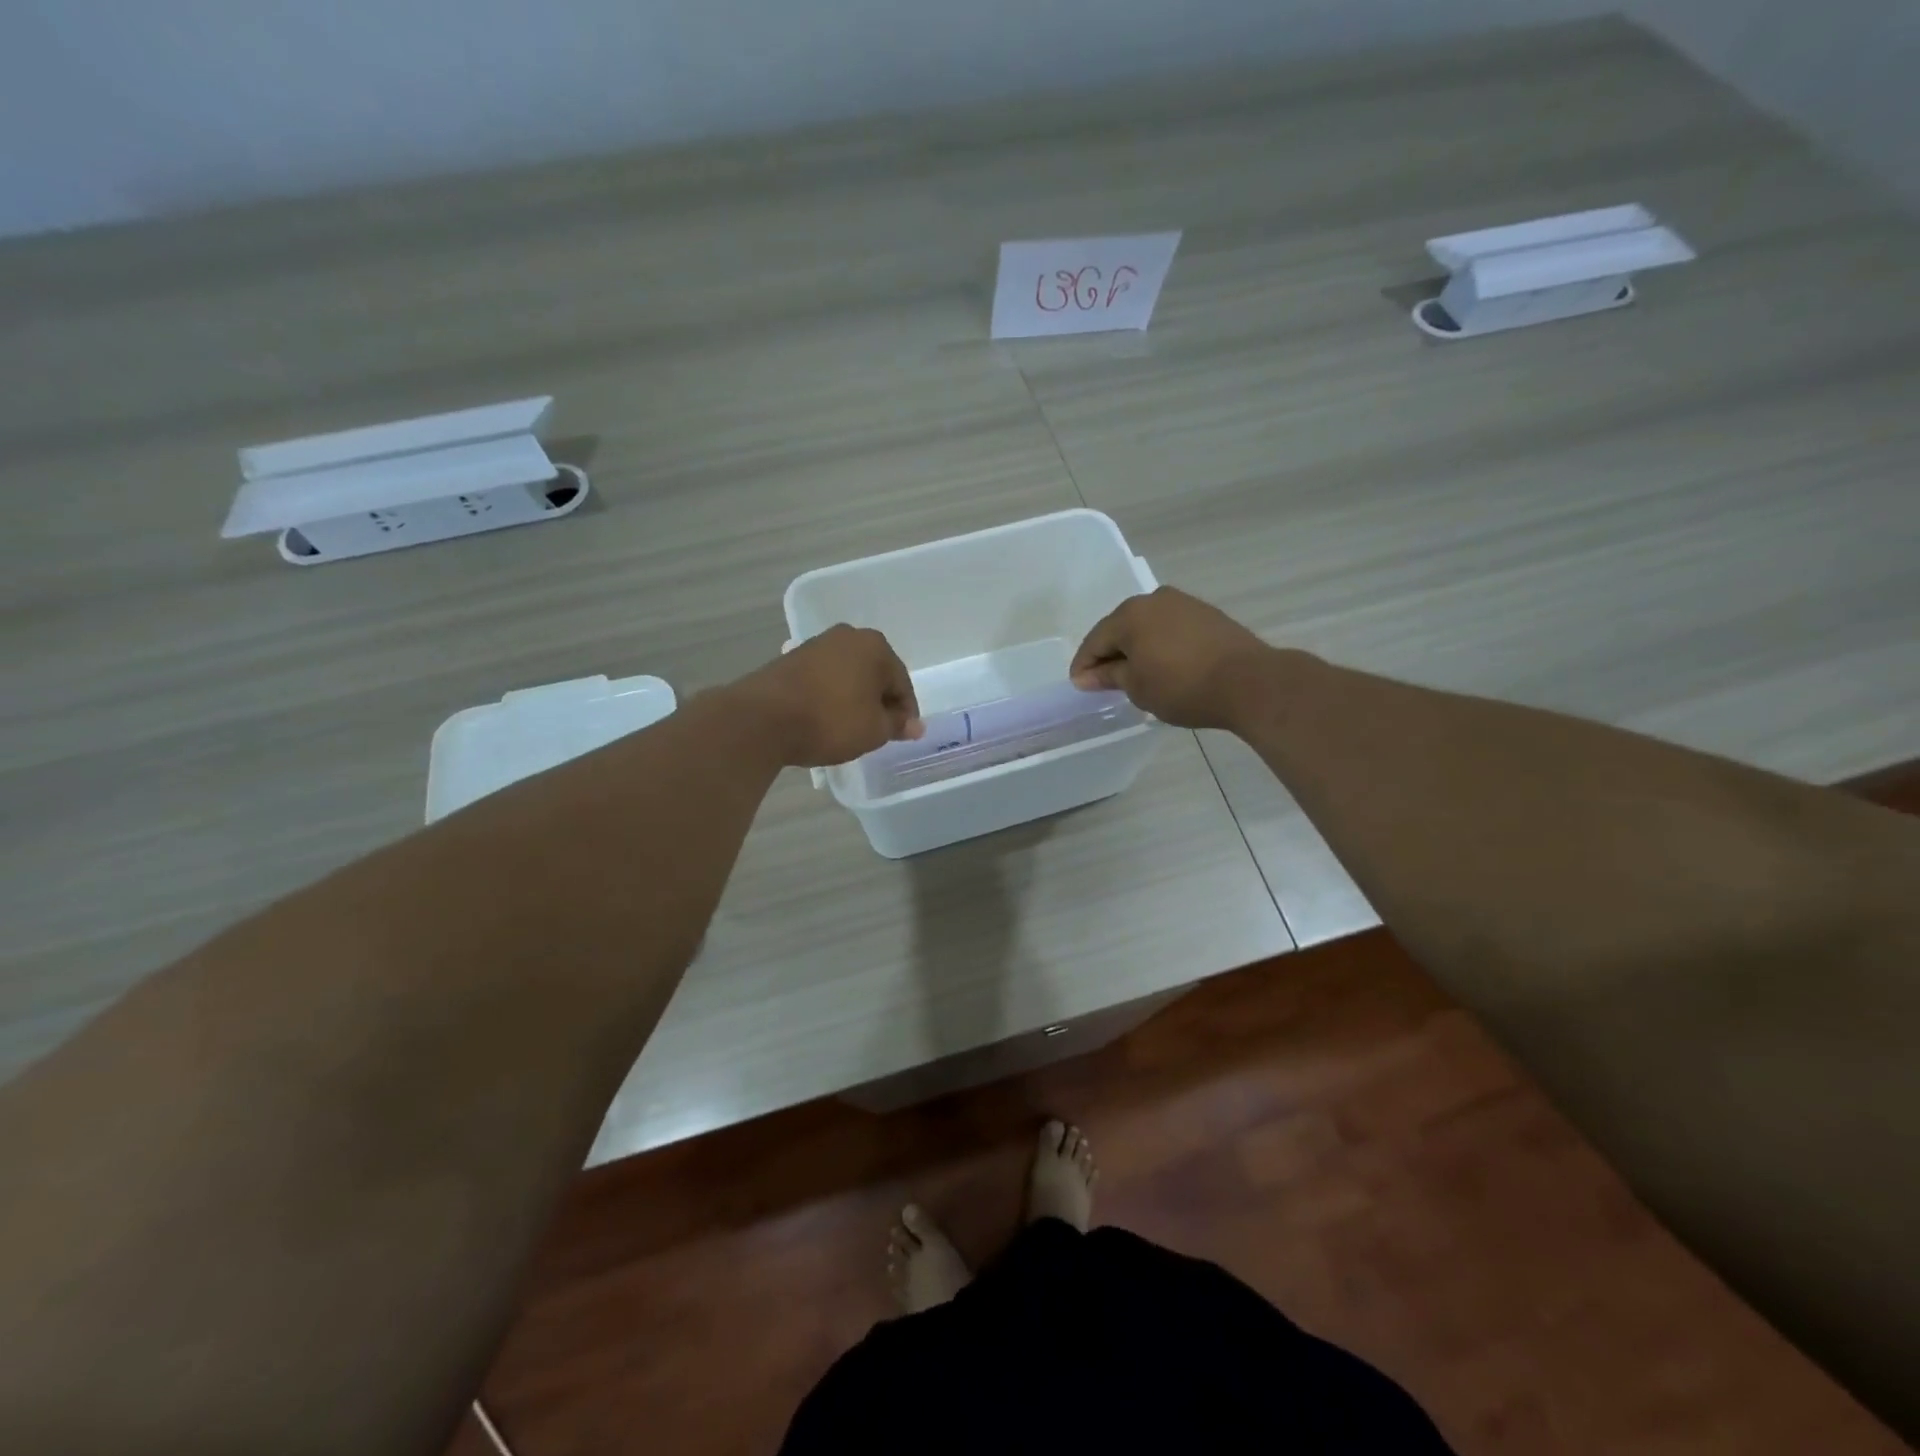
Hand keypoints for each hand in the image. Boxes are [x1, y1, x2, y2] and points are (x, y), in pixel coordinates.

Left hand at [727, 625, 922, 767]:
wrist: (763, 719)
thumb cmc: (831, 721)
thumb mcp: (874, 730)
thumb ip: (897, 724)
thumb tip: (914, 725)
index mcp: (875, 646)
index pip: (901, 683)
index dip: (905, 713)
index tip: (903, 735)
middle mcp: (847, 636)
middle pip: (874, 674)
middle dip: (879, 701)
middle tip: (879, 731)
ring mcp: (816, 645)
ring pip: (848, 675)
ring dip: (854, 698)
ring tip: (851, 728)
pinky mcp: (791, 659)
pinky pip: (824, 679)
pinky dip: (830, 696)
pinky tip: (825, 718)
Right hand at [1070, 587, 1276, 729]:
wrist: (1248, 682)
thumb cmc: (1182, 687)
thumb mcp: (1138, 687)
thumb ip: (1109, 676)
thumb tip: (1086, 676)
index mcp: (1130, 615)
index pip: (1095, 640)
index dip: (1084, 665)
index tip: (1079, 686)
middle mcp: (1154, 599)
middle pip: (1120, 628)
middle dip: (1110, 653)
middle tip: (1104, 681)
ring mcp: (1183, 603)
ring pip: (1146, 626)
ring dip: (1136, 648)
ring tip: (1134, 674)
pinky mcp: (1206, 614)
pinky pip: (1170, 628)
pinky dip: (1160, 645)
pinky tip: (1163, 664)